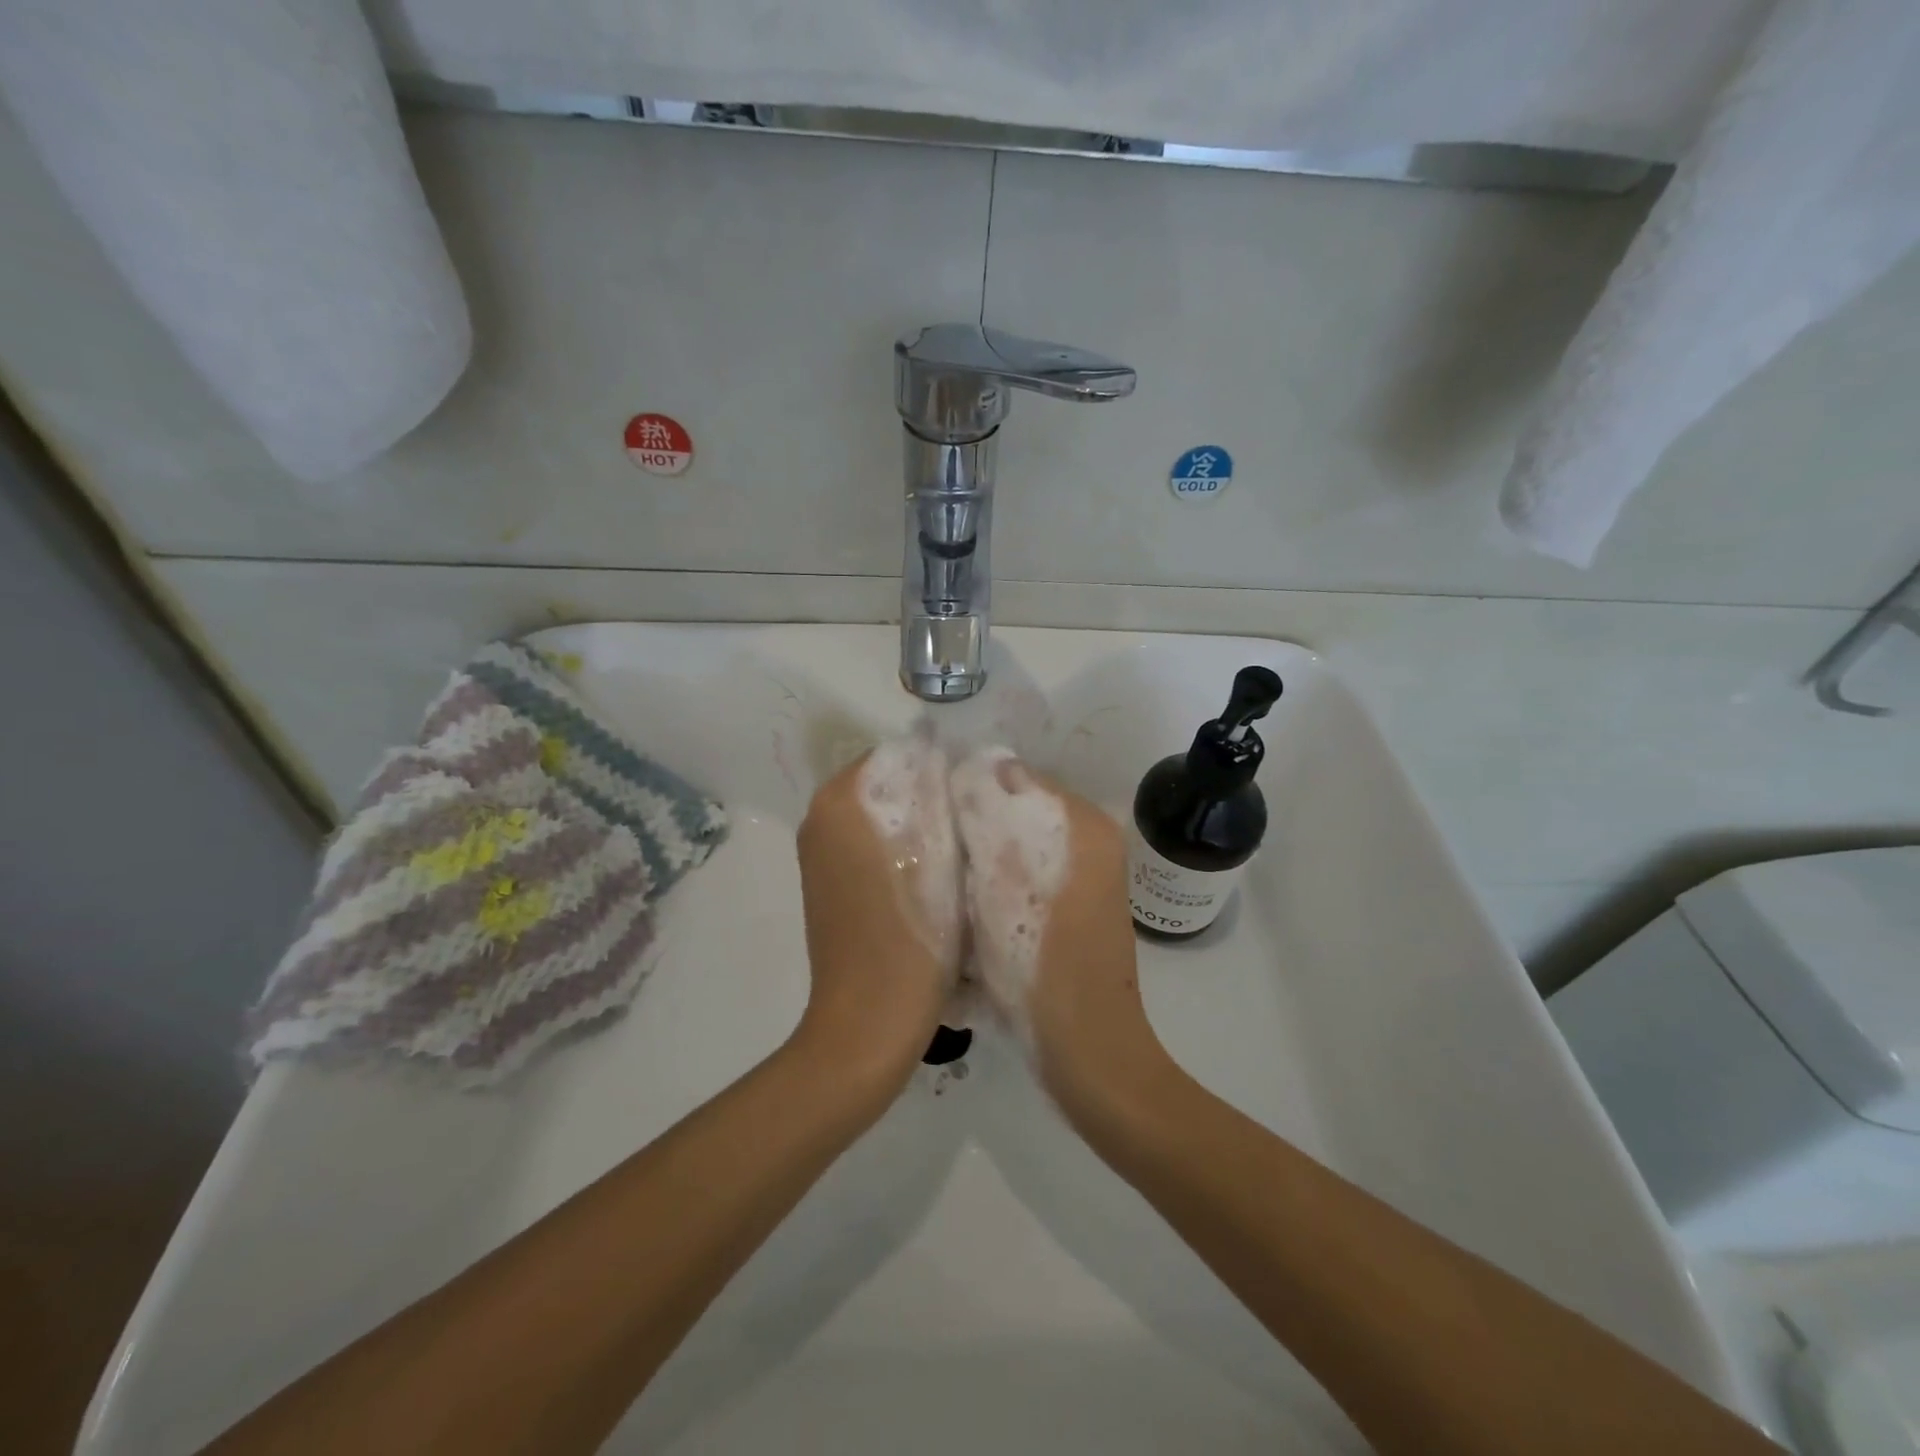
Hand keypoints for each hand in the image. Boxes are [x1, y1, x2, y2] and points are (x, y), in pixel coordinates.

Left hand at [794, 738, 963, 1084]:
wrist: (869, 1022)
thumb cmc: (912, 937)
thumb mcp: (938, 855)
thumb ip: (936, 794)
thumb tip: (940, 754)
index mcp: (840, 801)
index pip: (898, 755)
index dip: (941, 768)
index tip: (976, 794)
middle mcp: (820, 818)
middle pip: (887, 784)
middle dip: (930, 795)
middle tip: (975, 822)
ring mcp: (819, 854)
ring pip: (881, 816)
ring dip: (918, 823)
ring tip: (961, 849)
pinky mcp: (827, 884)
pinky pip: (869, 844)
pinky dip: (900, 849)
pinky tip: (934, 877)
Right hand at [950, 749, 1158, 1108]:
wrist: (1085, 1052)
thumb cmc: (1040, 964)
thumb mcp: (1003, 881)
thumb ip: (991, 813)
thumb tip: (975, 762)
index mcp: (1083, 823)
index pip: (1013, 776)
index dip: (965, 789)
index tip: (923, 812)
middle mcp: (1089, 841)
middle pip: (1013, 812)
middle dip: (970, 826)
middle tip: (925, 849)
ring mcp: (1082, 878)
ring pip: (1012, 847)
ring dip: (977, 859)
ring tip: (938, 881)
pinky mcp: (1070, 910)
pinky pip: (1021, 877)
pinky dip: (994, 886)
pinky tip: (965, 911)